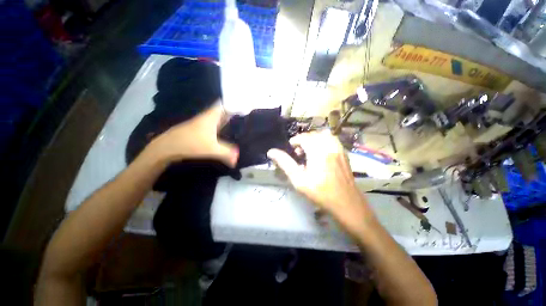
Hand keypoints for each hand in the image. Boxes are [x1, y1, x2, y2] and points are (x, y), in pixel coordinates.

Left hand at [147, 102, 238, 166]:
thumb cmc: (190, 143)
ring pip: (219, 117)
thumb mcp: (211, 149)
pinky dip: (223, 125)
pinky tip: (227, 130)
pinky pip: (216, 125)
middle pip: (223, 110)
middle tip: (246, 113)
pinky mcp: (200, 130)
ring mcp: (203, 123)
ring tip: (241, 120)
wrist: (167, 147)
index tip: (245, 103)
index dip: (234, 101)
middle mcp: (208, 117)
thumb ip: (227, 153)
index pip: (224, 103)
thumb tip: (238, 158)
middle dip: (234, 110)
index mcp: (211, 116)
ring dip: (228, 118)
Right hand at [267, 131, 370, 223]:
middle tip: (298, 152)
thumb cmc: (320, 192)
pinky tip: (321, 152)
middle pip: (314, 135)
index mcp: (318, 151)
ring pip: (324, 135)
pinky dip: (324, 141)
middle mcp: (329, 146)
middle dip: (304, 140)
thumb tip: (271, 151)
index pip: (304, 137)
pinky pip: (333, 140)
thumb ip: (285, 163)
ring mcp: (339, 149)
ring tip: (309, 150)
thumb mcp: (298, 179)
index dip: (295, 141)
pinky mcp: (344, 153)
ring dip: (314, 140)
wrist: (346, 203)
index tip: (291, 148)